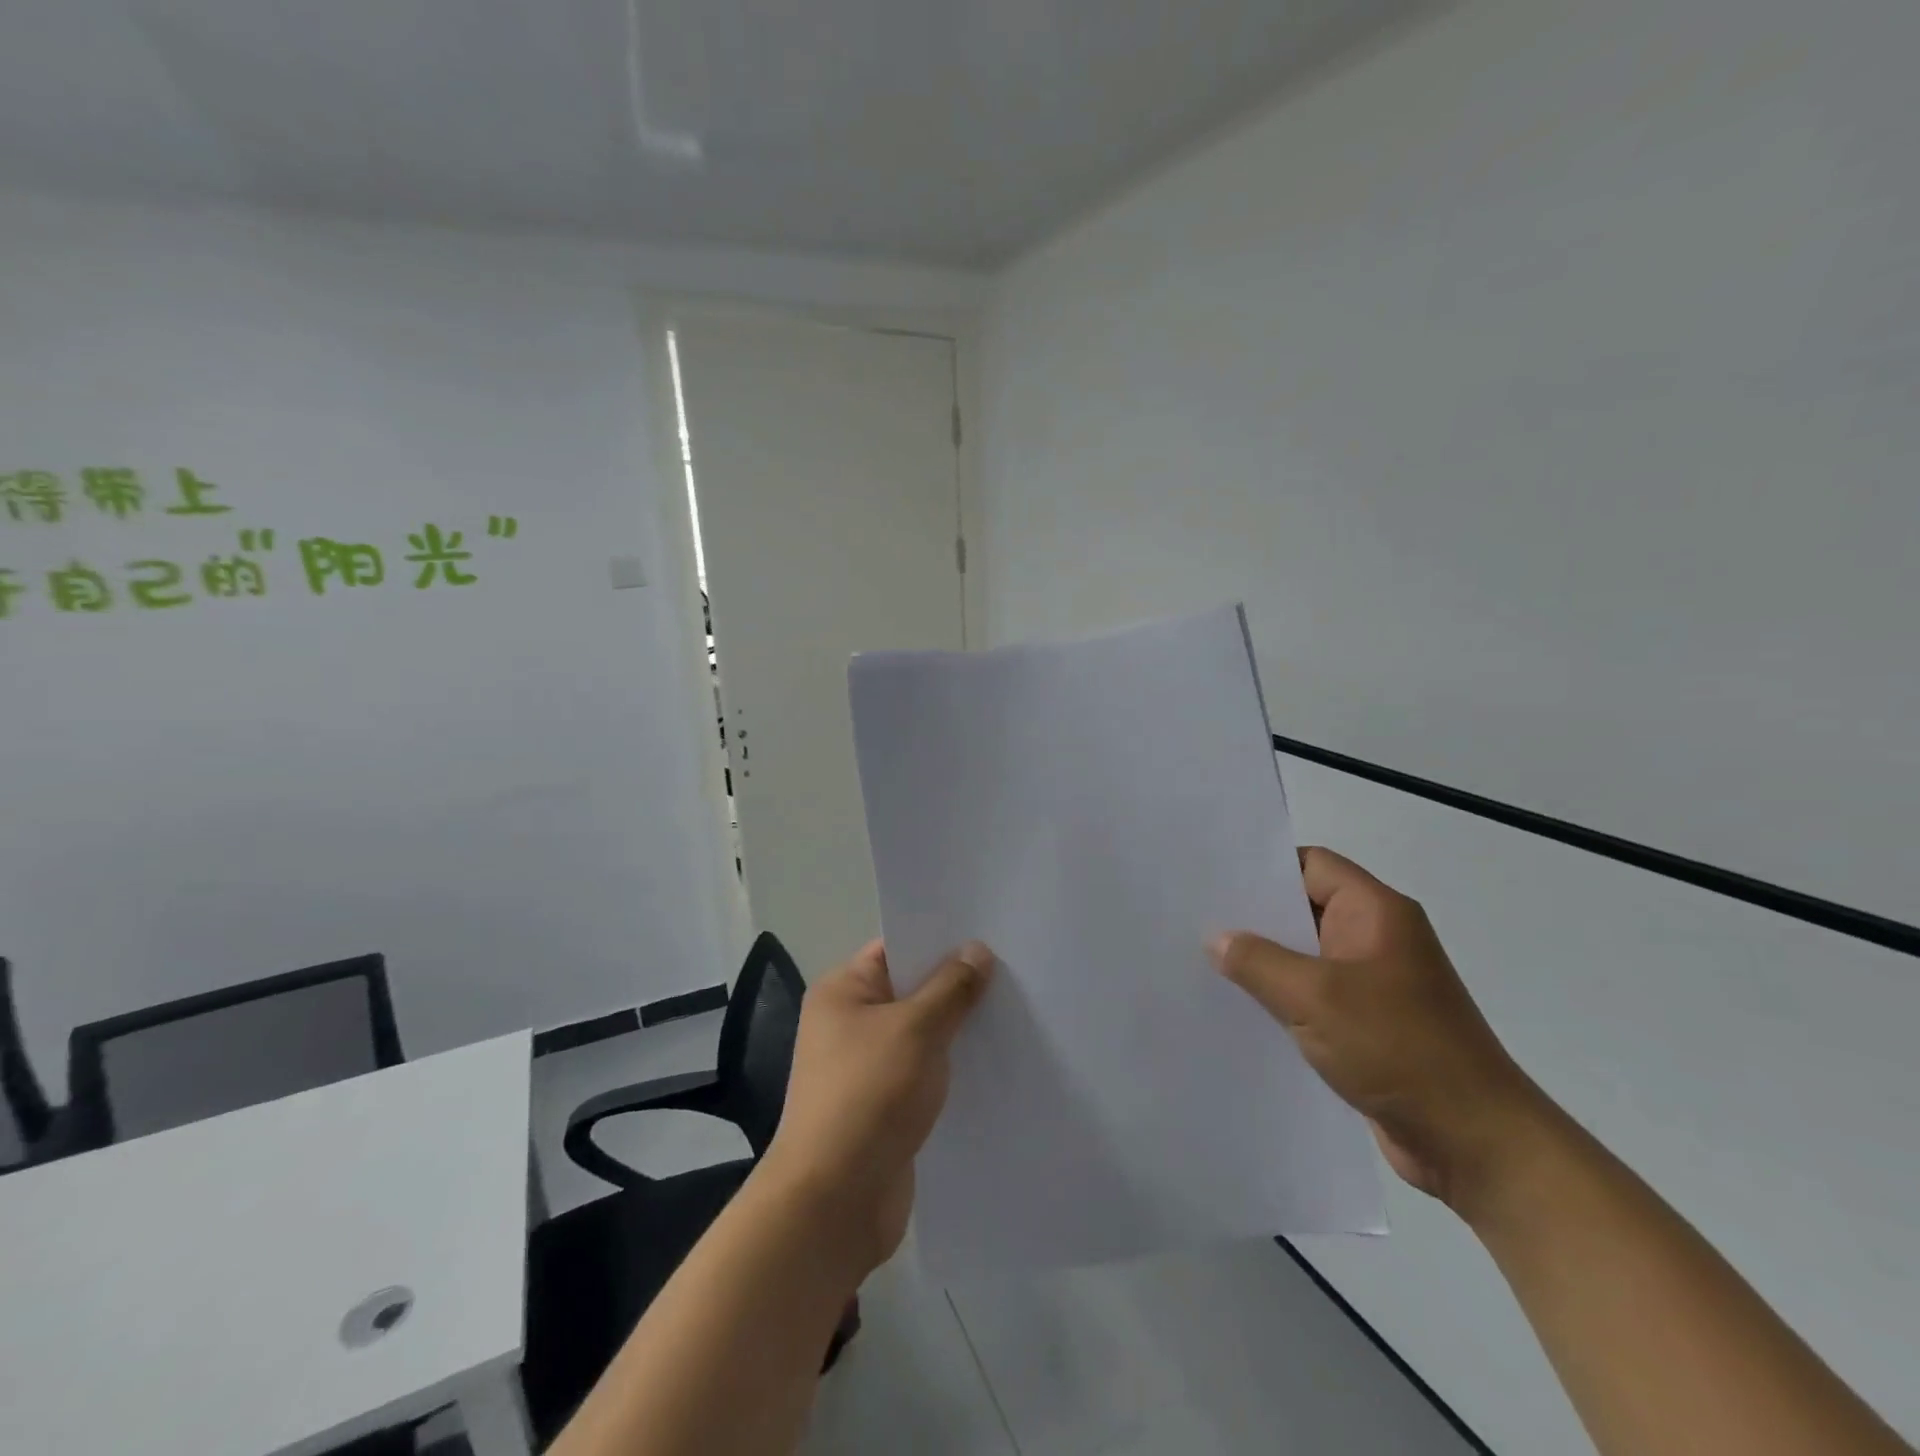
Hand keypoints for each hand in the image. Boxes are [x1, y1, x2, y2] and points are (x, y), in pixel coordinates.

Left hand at [760, 939, 994, 1279]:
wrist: (833, 1203)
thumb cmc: (869, 1095)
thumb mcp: (916, 1030)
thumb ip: (951, 988)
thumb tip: (977, 950)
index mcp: (843, 991)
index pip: (896, 948)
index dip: (940, 940)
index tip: (989, 935)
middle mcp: (850, 1023)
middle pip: (912, 990)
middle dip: (957, 985)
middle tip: (1014, 972)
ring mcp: (866, 1067)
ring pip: (922, 1034)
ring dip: (959, 1030)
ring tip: (1015, 1013)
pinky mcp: (884, 1107)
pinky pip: (924, 1073)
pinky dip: (952, 1068)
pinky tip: (994, 1065)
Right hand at [1210, 847, 1550, 1211]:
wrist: (1475, 1142)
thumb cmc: (1398, 1049)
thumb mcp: (1315, 996)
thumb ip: (1258, 961)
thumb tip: (1217, 939)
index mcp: (1376, 912)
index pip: (1311, 865)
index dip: (1263, 867)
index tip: (1214, 879)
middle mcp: (1376, 937)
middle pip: (1305, 907)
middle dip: (1254, 915)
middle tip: (1196, 917)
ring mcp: (1374, 982)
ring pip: (1306, 954)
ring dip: (1264, 960)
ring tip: (1204, 959)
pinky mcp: (1369, 1023)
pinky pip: (1314, 994)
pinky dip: (1281, 996)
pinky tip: (1239, 1006)